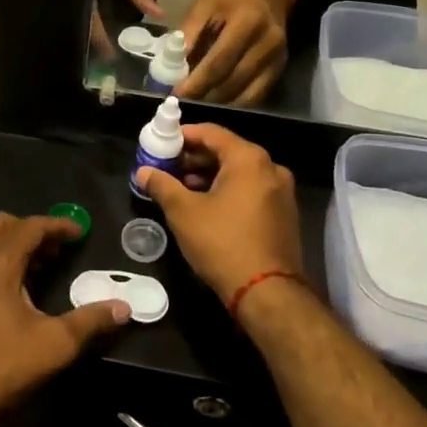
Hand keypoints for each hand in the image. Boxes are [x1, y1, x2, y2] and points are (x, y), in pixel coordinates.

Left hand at [0, 214, 128, 426]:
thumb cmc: (3, 365)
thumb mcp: (55, 343)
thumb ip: (90, 320)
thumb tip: (124, 307)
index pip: (30, 226)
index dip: (57, 225)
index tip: (79, 232)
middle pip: (1, 225)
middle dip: (30, 231)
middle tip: (54, 252)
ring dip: (5, 244)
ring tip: (29, 268)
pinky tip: (1, 290)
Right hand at [137, 124, 302, 303]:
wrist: (267, 293)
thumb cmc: (222, 243)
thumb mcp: (184, 212)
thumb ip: (162, 185)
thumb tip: (143, 172)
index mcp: (249, 159)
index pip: (212, 133)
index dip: (183, 135)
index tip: (162, 143)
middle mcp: (271, 168)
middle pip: (227, 151)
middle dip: (195, 157)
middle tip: (168, 167)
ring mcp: (281, 192)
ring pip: (239, 173)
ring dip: (210, 175)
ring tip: (182, 188)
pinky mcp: (283, 214)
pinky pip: (251, 190)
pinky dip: (228, 190)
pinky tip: (206, 205)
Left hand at [174, 0, 289, 103]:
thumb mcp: (204, 4)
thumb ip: (189, 33)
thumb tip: (172, 64)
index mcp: (248, 22)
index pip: (219, 61)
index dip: (196, 82)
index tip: (176, 95)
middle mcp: (268, 43)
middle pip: (233, 81)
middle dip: (204, 96)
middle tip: (182, 104)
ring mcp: (277, 59)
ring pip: (246, 96)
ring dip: (218, 104)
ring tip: (195, 106)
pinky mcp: (280, 70)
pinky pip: (256, 97)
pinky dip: (234, 104)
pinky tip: (215, 103)